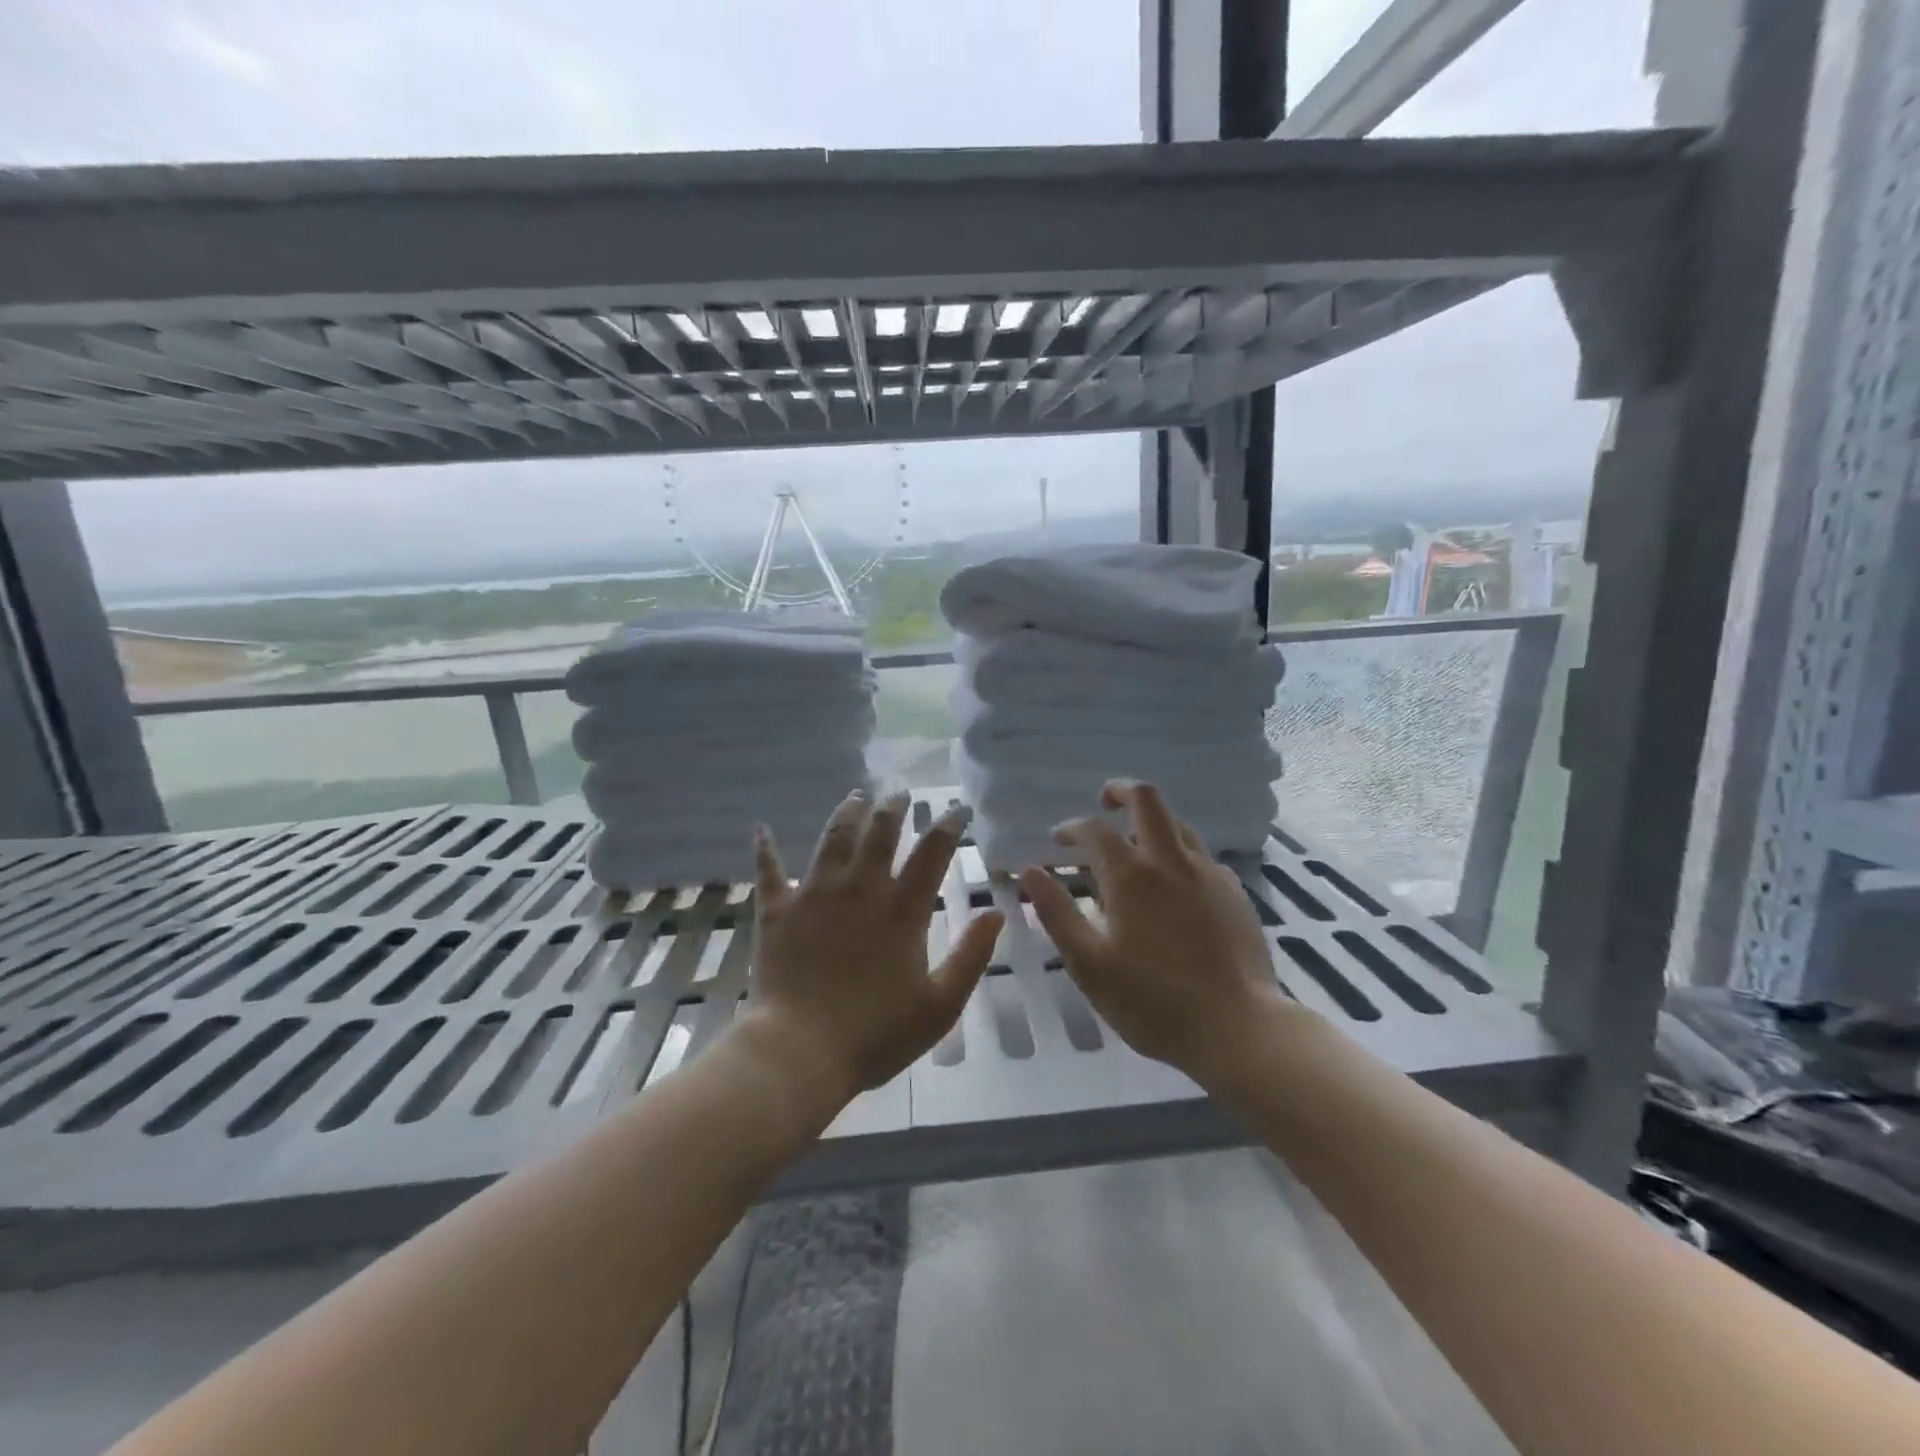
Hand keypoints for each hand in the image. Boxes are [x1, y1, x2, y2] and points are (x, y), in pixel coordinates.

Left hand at [735, 790, 1003, 1107]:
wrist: (799, 1052)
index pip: (931, 855)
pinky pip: (769, 871)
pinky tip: (761, 830)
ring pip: (833, 838)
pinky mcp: (777, 910)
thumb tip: (996, 912)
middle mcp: (860, 890)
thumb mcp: (940, 1005)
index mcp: (901, 911)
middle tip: (899, 792)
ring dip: (846, 813)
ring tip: (855, 795)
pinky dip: (765, 849)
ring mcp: (815, 895)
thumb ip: (971, 957)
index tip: (956, 809)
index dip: (947, 828)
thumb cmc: (875, 1035)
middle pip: (879, 833)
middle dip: (892, 808)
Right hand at [1019, 780, 1297, 1082]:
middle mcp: (1171, 862)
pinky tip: (1177, 885)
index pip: (1094, 830)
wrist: (1239, 1029)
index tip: (1058, 841)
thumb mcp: (1089, 965)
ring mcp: (1208, 875)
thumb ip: (1057, 914)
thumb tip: (1030, 872)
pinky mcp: (1235, 894)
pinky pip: (1202, 857)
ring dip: (1152, 822)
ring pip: (1179, 824)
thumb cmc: (1153, 1001)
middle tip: (1105, 802)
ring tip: (1137, 843)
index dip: (1071, 828)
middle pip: (1147, 800)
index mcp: (1131, 876)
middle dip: (1121, 791)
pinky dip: (1181, 855)